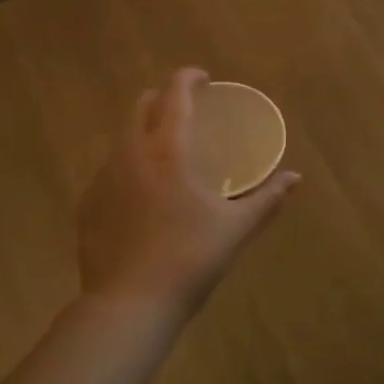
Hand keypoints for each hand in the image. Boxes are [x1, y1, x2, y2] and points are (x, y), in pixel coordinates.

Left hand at [78, 69, 300, 321]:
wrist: (129, 305)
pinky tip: (141, 196)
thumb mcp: (235, 228)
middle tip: (185, 112)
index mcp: (168, 149)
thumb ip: (267, 199)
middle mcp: (130, 153)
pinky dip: (128, 168)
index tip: (204, 79)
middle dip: (163, 99)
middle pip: (141, 106)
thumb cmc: (189, 259)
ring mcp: (103, 177)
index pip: (175, 94)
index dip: (189, 78)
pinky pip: (109, 171)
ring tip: (165, 155)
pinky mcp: (88, 203)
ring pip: (122, 138)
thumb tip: (295, 179)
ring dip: (143, 133)